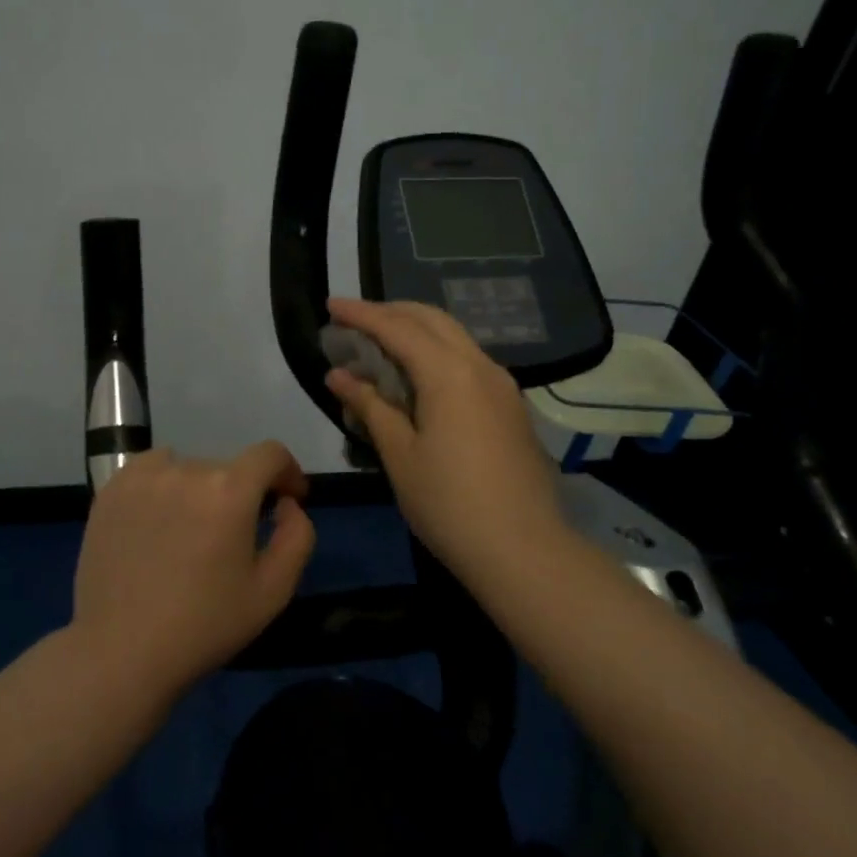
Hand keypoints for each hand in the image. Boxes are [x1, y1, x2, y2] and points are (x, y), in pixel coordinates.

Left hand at [72, 442, 316, 696]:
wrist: (121, 651)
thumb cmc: (204, 626)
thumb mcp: (272, 592)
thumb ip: (296, 537)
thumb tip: (286, 504)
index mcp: (229, 491)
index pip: (270, 454)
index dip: (287, 472)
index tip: (288, 499)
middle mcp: (187, 469)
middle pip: (228, 469)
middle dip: (240, 496)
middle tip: (231, 540)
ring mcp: (144, 476)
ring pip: (189, 470)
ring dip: (200, 491)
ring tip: (189, 533)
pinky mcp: (112, 488)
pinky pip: (151, 470)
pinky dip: (163, 486)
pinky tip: (156, 522)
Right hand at [324, 297, 569, 581]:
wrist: (525, 551)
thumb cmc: (450, 504)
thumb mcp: (400, 455)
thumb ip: (370, 406)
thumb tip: (339, 375)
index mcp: (450, 374)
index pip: (397, 328)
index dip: (361, 314)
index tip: (331, 305)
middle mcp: (480, 366)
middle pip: (432, 319)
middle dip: (391, 312)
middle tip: (354, 320)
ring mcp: (502, 385)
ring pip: (454, 337)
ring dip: (415, 330)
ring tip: (380, 343)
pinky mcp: (510, 406)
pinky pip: (467, 360)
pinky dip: (436, 353)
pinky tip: (417, 376)